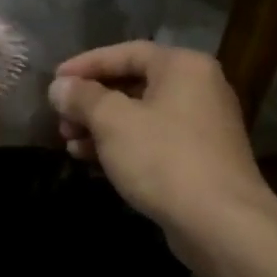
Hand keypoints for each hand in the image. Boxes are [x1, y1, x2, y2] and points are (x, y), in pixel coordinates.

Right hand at [49, 43, 276, 259]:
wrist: (221, 224)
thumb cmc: (164, 158)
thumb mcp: (113, 122)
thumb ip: (82, 97)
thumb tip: (59, 86)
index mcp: (183, 67)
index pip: (126, 52)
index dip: (86, 64)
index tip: (55, 81)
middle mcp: (198, 88)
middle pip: (133, 84)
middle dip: (91, 101)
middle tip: (60, 118)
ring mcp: (202, 126)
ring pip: (140, 116)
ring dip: (101, 126)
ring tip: (68, 142)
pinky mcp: (199, 159)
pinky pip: (152, 141)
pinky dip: (122, 145)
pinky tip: (90, 160)